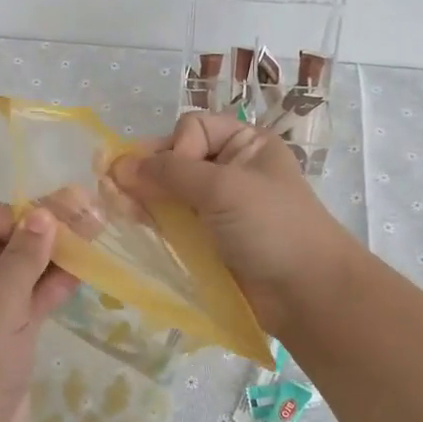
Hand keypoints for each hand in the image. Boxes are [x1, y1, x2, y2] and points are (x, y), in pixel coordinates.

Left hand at [0, 201, 78, 421]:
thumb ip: (24, 257)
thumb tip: (44, 213)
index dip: (20, 216)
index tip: (57, 228)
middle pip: (5, 240)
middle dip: (44, 233)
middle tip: (91, 222)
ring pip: (21, 271)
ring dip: (53, 259)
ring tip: (95, 242)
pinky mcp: (3, 334)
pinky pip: (28, 299)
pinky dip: (51, 287)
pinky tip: (82, 275)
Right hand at [112, 112, 363, 339]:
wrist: (306, 294)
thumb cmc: (271, 227)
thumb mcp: (223, 188)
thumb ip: (169, 173)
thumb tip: (117, 165)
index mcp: (245, 144)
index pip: (192, 128)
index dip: (175, 148)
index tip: (172, 177)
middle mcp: (230, 169)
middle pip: (175, 158)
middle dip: (148, 173)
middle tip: (118, 191)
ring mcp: (217, 206)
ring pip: (168, 191)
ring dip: (143, 197)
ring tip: (118, 208)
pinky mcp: (206, 239)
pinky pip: (171, 220)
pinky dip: (151, 219)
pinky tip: (132, 222)